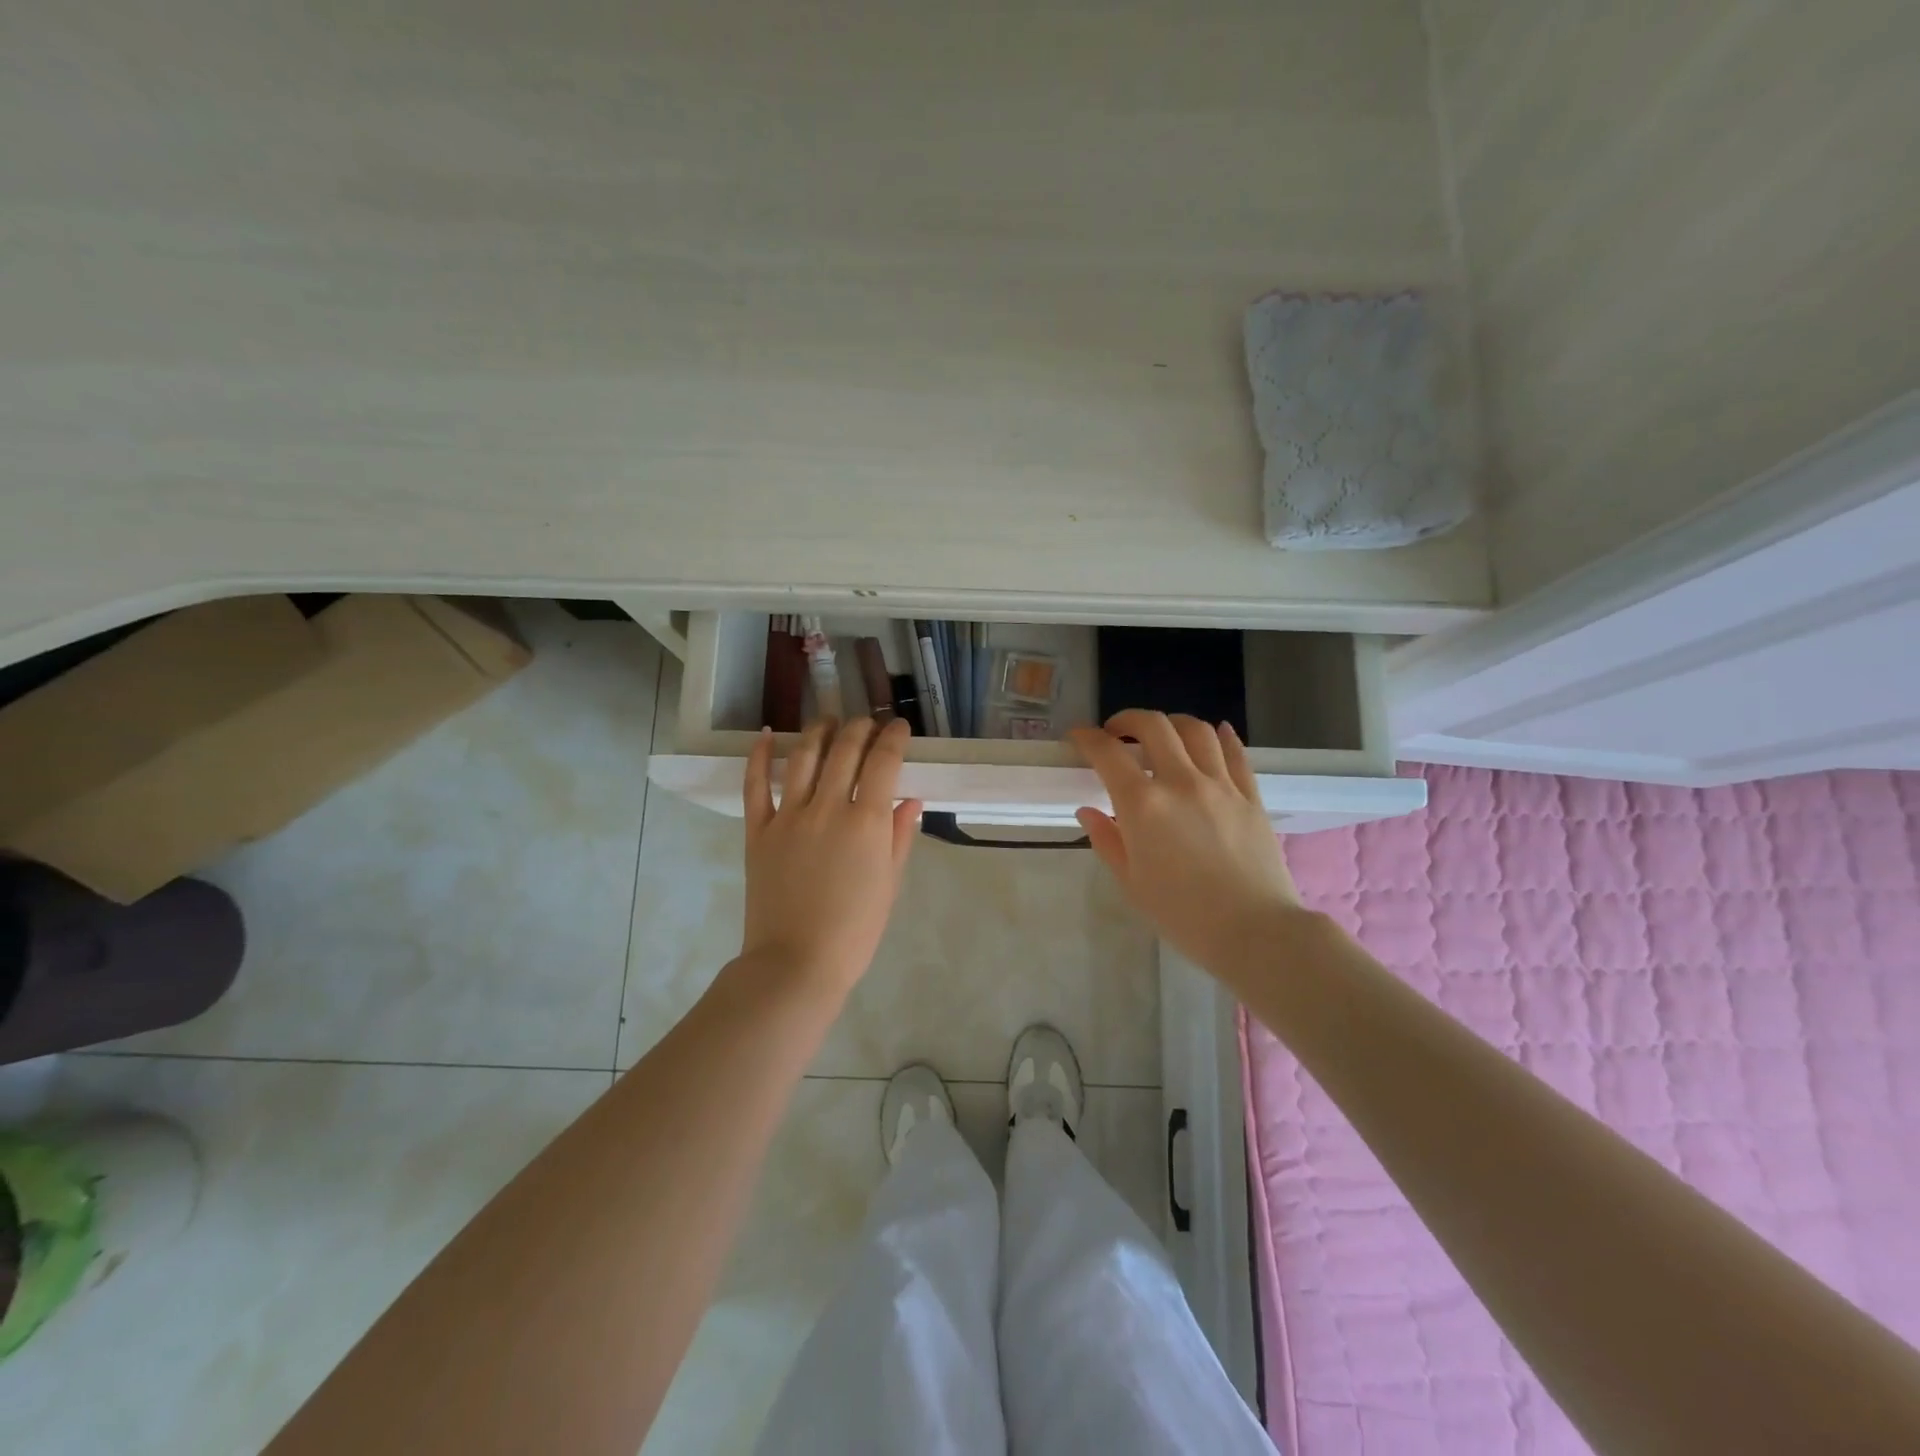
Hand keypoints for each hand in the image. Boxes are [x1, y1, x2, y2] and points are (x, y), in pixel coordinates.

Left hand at [741, 717, 923, 998]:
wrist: (796, 963)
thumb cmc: (854, 931)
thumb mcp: (889, 884)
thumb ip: (899, 836)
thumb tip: (910, 799)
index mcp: (865, 822)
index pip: (883, 761)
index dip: (894, 737)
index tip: (900, 728)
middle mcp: (827, 807)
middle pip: (844, 750)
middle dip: (860, 727)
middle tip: (868, 723)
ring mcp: (788, 816)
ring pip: (803, 756)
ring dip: (818, 731)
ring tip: (829, 721)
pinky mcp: (758, 830)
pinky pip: (755, 785)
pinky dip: (759, 755)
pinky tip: (766, 735)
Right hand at [1070, 710, 1302, 974]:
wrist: (1255, 932)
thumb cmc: (1182, 915)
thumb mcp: (1131, 883)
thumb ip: (1106, 840)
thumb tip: (1088, 811)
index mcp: (1143, 805)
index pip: (1108, 754)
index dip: (1087, 738)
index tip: (1078, 737)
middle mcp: (1181, 782)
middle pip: (1153, 726)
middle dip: (1128, 720)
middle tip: (1117, 732)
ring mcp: (1221, 785)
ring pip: (1196, 731)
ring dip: (1171, 723)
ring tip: (1162, 734)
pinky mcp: (1250, 796)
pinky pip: (1235, 753)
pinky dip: (1221, 736)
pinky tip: (1214, 733)